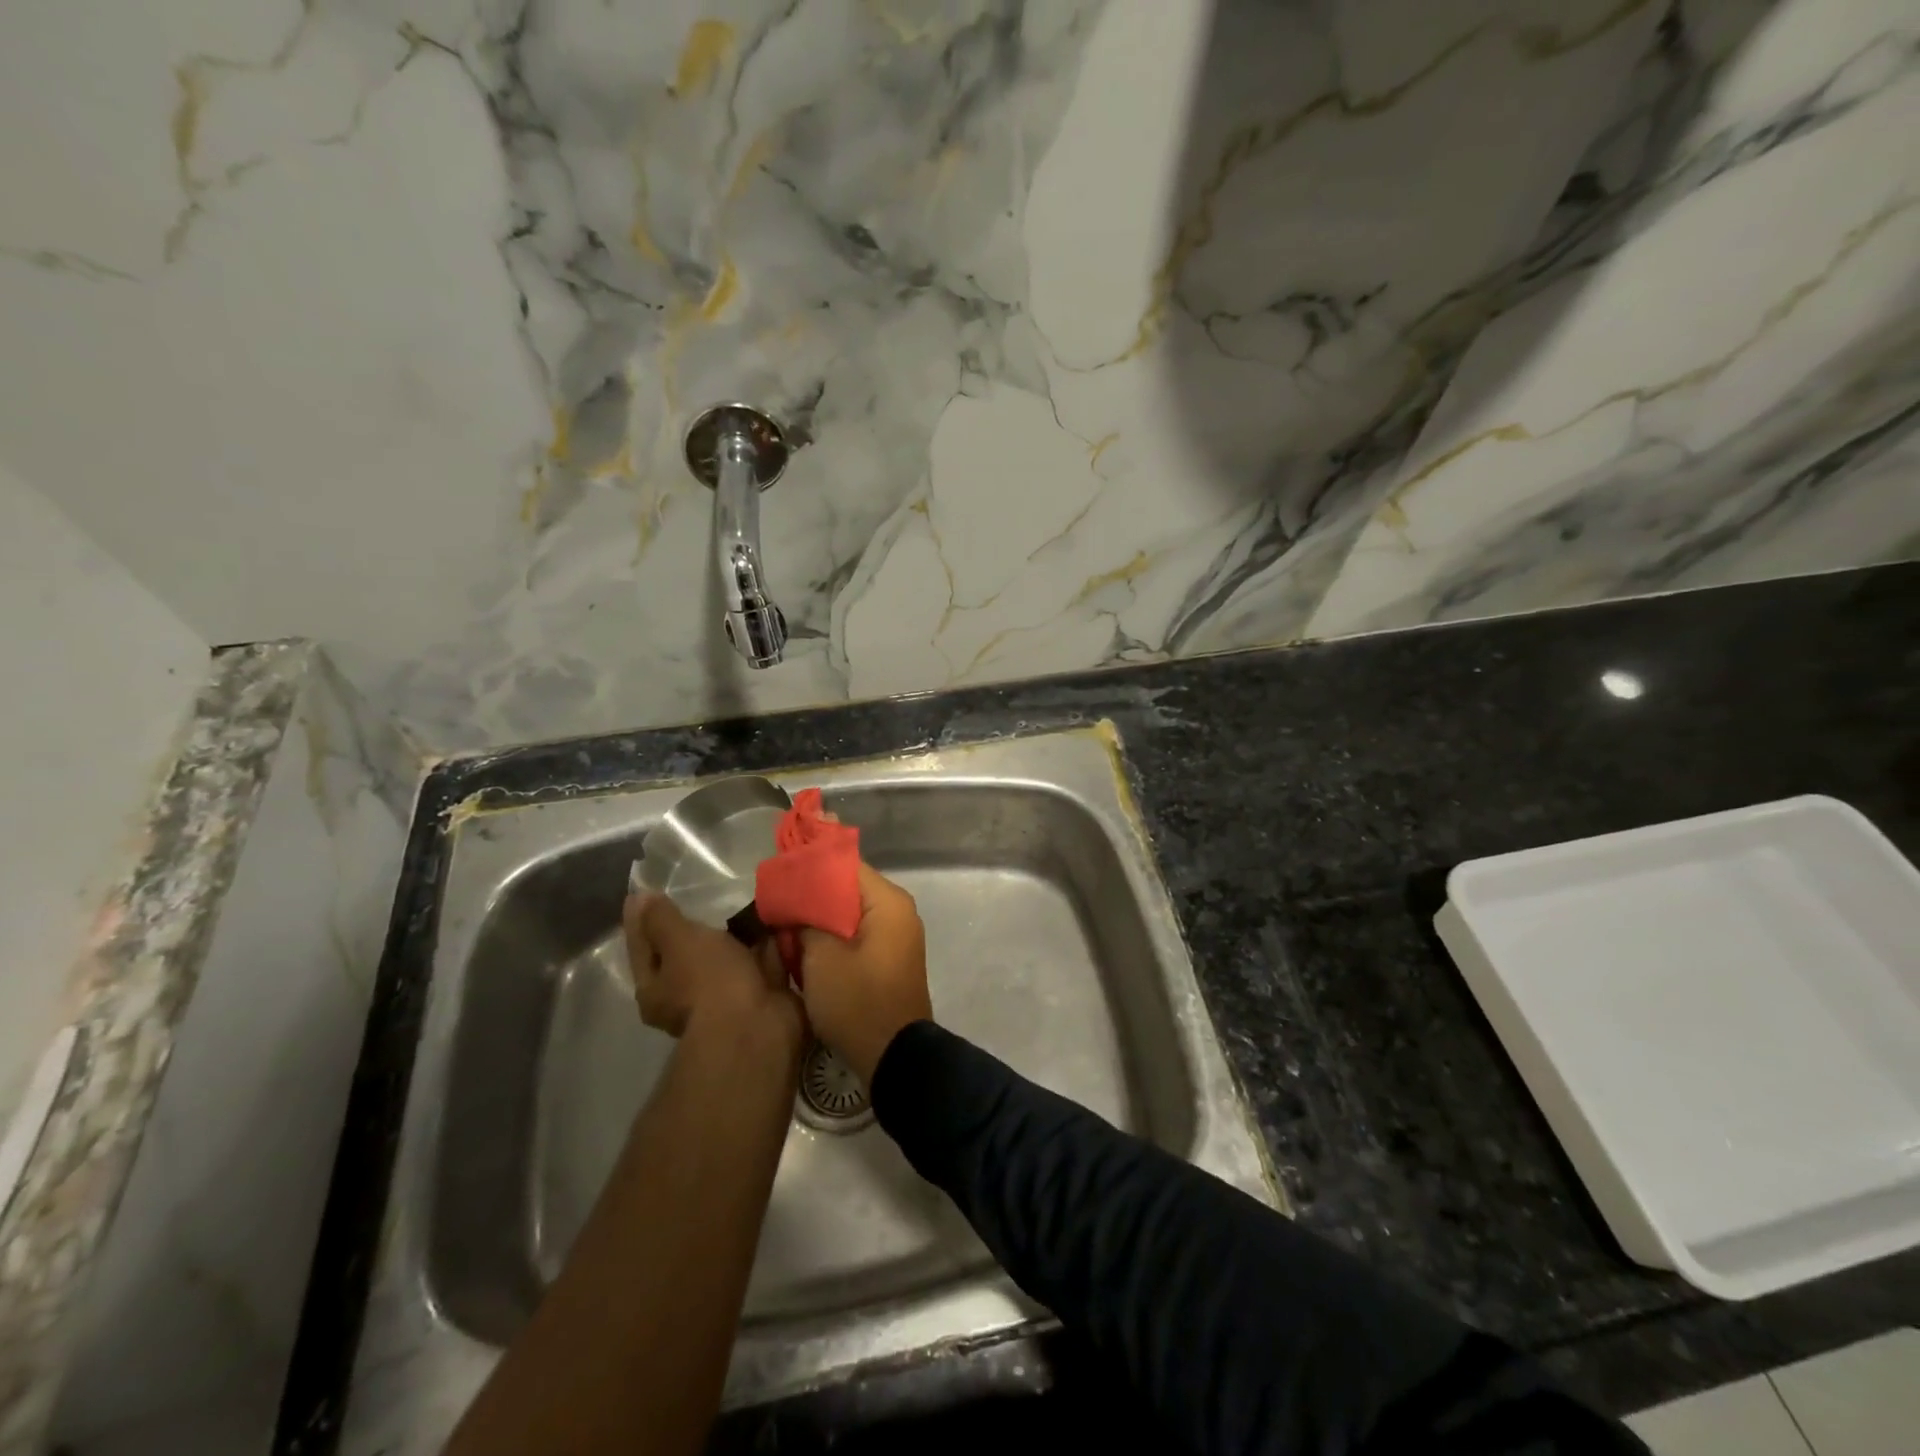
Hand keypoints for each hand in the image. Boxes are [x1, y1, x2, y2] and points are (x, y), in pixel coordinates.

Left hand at [624, 893, 802, 1047]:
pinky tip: (772, 918)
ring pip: (726, 958)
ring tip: (743, 898)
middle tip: (699, 893)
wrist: (759, 1027)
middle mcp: (686, 996)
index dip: (641, 917)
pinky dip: (767, 944)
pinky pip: (760, 962)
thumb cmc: (709, 981)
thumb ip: (662, 919)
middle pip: (685, 953)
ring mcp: (726, 998)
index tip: (644, 890)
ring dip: (735, 935)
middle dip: (694, 927)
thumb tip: (640, 897)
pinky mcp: (761, 995)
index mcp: (656, 988)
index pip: (642, 945)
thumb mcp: (679, 942)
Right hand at [796, 862, 931, 1084]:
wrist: (894, 1056)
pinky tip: (805, 946)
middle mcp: (898, 911)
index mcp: (888, 902)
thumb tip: (796, 905)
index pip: (846, 865)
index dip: (811, 865)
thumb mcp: (821, 957)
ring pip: (850, 914)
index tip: (781, 869)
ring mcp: (896, 936)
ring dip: (820, 918)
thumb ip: (806, 920)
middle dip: (813, 894)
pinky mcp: (889, 959)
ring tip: (784, 923)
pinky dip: (833, 936)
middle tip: (776, 899)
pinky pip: (857, 935)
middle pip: (848, 889)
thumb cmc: (858, 1000)